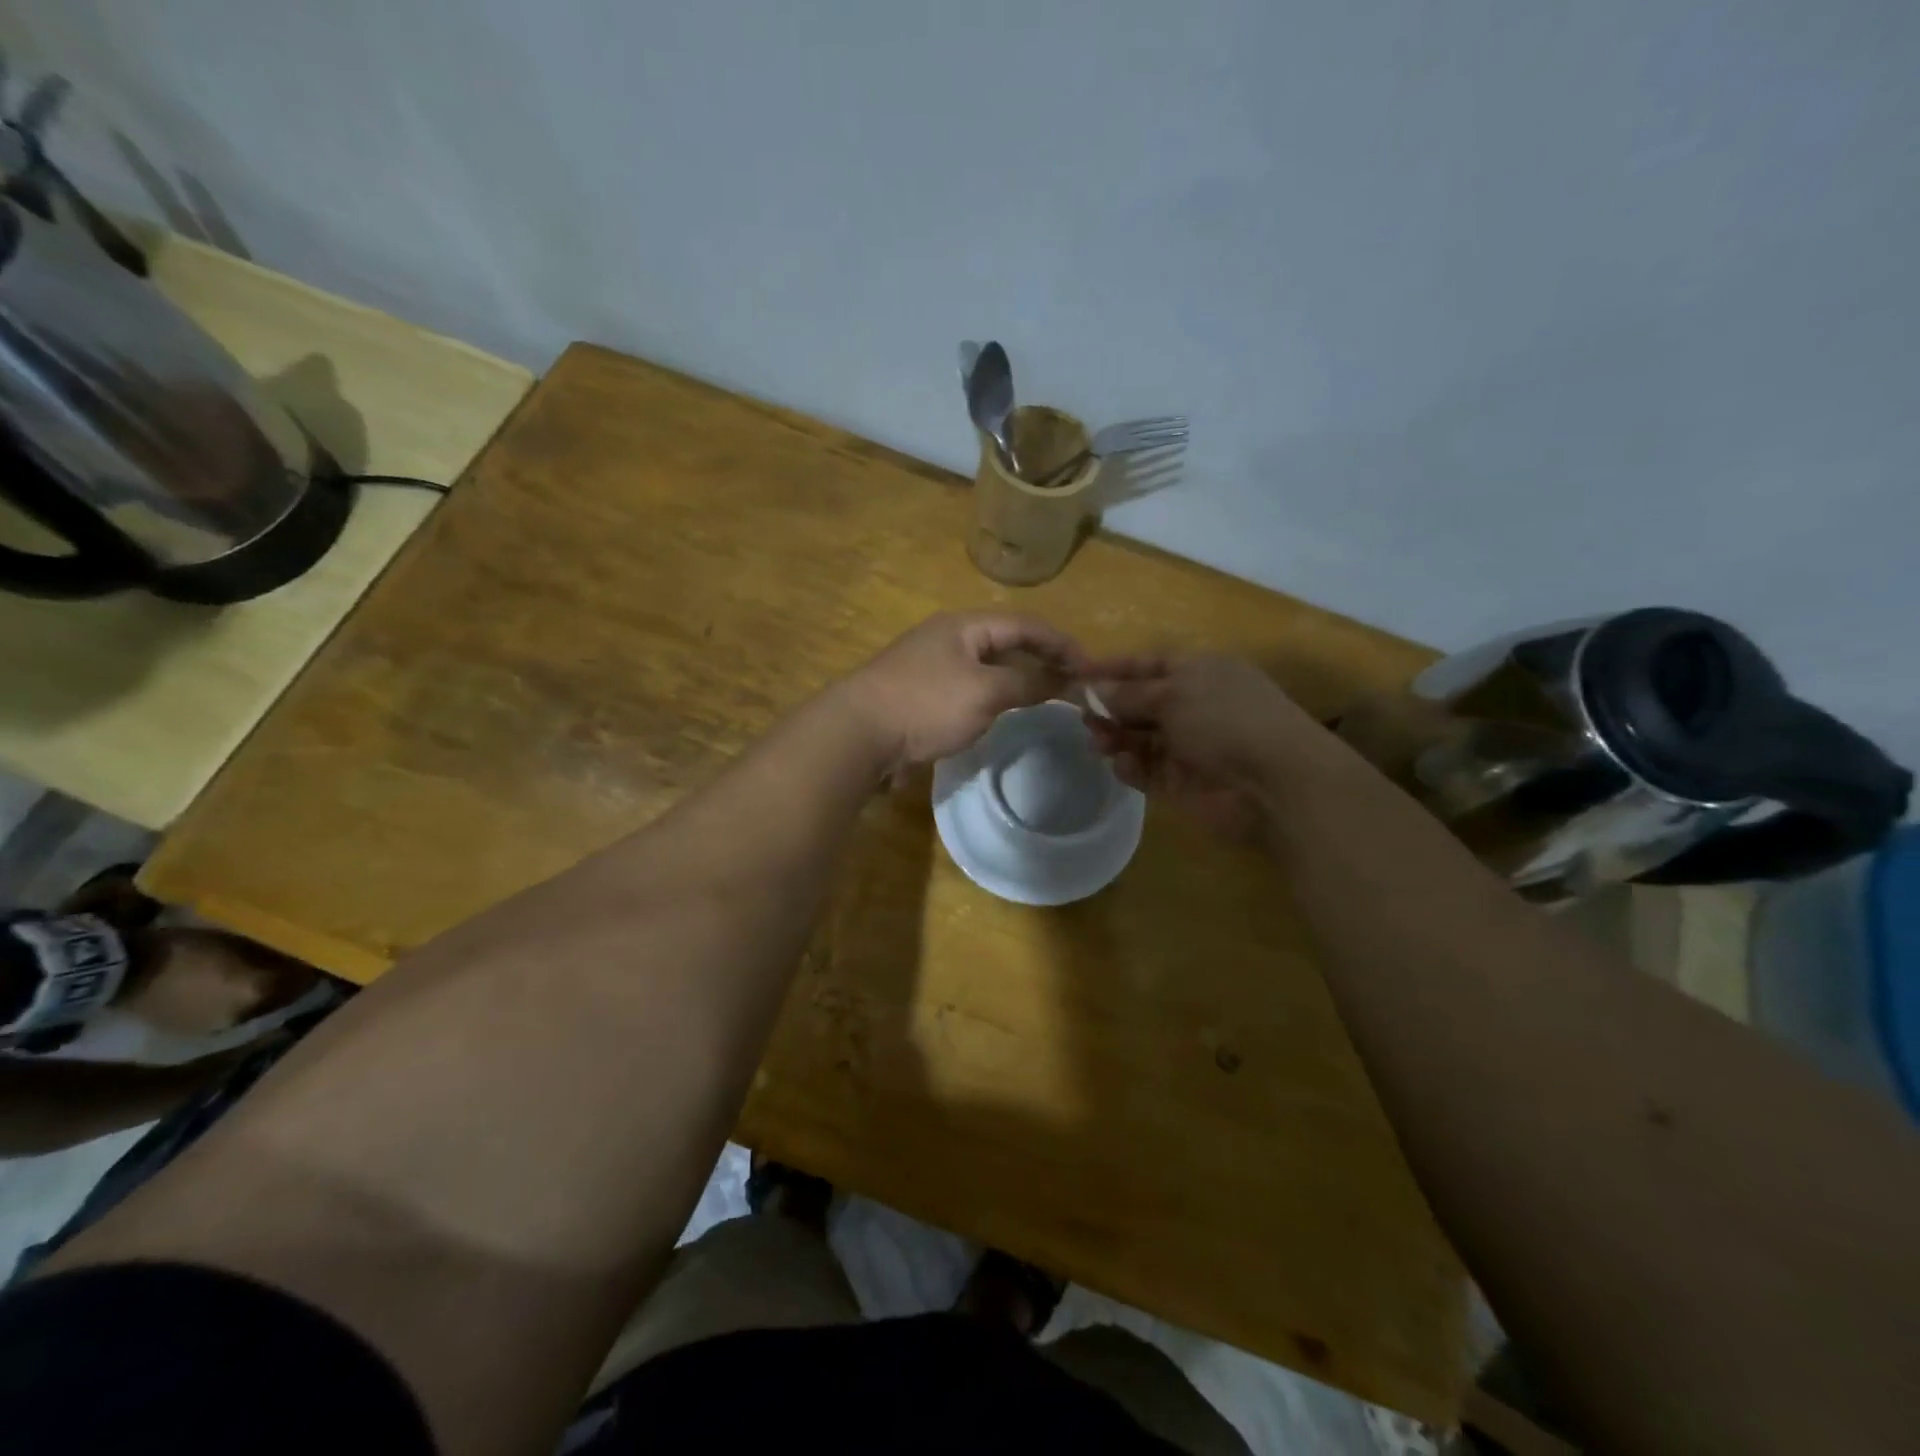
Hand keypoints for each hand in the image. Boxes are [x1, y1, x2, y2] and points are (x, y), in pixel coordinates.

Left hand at [840, 612, 1086, 776]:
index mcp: (964, 626)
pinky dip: (993, 698)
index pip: (1026, 625)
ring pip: (987, 668)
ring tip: (1046, 697)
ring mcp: (931, 667)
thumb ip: (1028, 684)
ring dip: (1018, 679)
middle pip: (1006, 642)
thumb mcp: (985, 693)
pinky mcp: (919, 696)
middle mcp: (948, 638)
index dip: (1062, 643)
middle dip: (1042, 658)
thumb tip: (1064, 680)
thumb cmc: (926, 704)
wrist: (857, 735)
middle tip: (1073, 682)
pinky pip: (968, 690)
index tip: (1092, 668)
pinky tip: (1002, 714)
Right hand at [1083, 654, 1320, 841]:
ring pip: (1138, 738)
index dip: (1113, 667)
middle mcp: (1193, 705)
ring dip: (1115, 737)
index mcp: (1199, 671)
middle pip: (1139, 702)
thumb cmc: (1225, 719)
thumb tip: (1091, 689)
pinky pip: (1146, 770)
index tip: (1077, 674)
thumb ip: (1128, 694)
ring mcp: (1188, 745)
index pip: (1148, 663)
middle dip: (1109, 707)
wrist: (1273, 782)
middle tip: (1083, 717)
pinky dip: (1131, 767)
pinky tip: (1123, 765)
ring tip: (1098, 742)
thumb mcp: (1173, 694)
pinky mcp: (1182, 782)